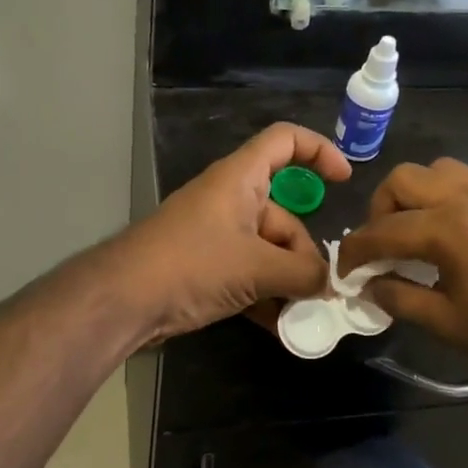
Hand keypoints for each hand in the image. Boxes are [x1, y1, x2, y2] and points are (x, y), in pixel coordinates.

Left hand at [114, 123, 351, 342]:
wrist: (123, 301)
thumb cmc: (192, 265)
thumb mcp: (256, 267)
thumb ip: (301, 273)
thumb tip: (328, 283)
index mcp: (240, 178)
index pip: (284, 141)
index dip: (318, 150)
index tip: (344, 180)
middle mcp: (230, 199)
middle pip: (284, 213)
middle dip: (304, 252)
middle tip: (317, 290)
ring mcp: (216, 234)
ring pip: (267, 248)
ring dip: (287, 280)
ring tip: (302, 314)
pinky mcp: (205, 265)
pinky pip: (247, 272)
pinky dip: (264, 294)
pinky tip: (280, 326)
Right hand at [334, 159, 467, 386]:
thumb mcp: (448, 324)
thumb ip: (400, 298)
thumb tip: (369, 286)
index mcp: (448, 227)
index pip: (382, 230)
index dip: (355, 251)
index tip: (343, 271)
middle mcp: (466, 197)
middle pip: (402, 180)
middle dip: (379, 211)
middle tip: (381, 249)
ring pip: (433, 171)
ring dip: (411, 196)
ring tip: (411, 234)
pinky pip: (461, 179)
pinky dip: (439, 195)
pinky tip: (444, 233)